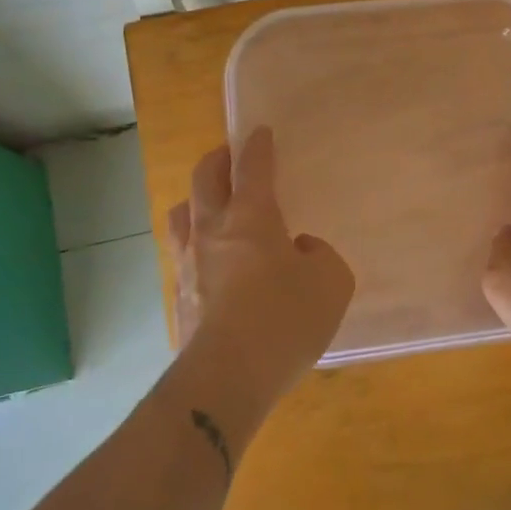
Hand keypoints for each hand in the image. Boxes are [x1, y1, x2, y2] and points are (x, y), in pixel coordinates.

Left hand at [168, 127, 354, 410]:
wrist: (227, 377)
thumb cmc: (286, 318)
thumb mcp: (332, 281)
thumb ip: (321, 255)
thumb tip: (299, 250)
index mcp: (252, 217)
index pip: (252, 166)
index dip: (257, 145)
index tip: (259, 132)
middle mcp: (213, 230)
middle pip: (205, 178)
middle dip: (218, 160)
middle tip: (229, 157)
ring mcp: (189, 264)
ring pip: (181, 214)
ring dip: (196, 201)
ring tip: (210, 207)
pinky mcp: (179, 298)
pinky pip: (183, 257)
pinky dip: (196, 247)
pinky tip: (211, 264)